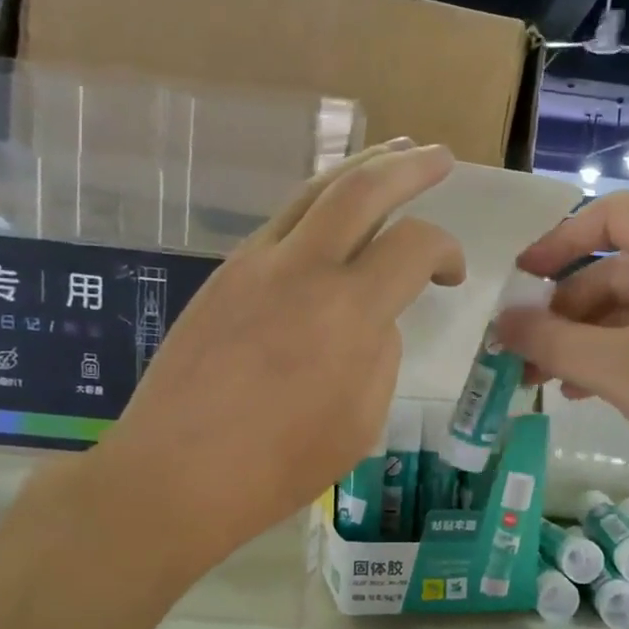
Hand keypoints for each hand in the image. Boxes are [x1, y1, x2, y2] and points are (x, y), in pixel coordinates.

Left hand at [97, 142, 463, 572]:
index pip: (413, 245)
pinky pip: (280, 224)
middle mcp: (301, 268)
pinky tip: (329, 219)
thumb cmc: (278, 465)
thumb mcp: (360, 422)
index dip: (446, 250)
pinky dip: (317, 206)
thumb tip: (372, 319)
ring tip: (389, 155)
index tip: (452, 275)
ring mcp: (253, 265)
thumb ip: (378, 356)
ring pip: (312, 192)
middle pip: (361, 187)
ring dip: (358, 170)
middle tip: (439, 156)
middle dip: (408, 166)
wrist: (176, 474)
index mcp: (347, 312)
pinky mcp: (222, 276)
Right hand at [497, 192, 628, 507]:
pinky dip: (620, 358)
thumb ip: (552, 342)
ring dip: (587, 341)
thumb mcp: (618, 368)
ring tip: (548, 383)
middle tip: (526, 353)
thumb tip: (502, 324)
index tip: (522, 279)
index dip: (559, 240)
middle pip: (617, 271)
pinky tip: (592, 393)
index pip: (612, 216)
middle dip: (564, 311)